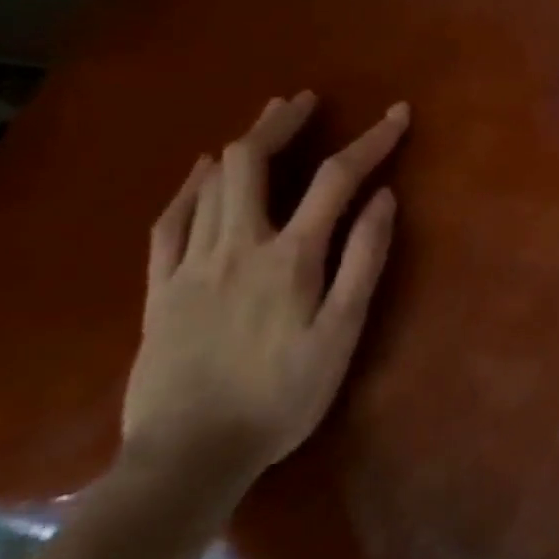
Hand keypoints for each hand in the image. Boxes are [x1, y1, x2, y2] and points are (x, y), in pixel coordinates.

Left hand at [122, 92, 407, 483]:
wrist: (188, 458)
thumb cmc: (281, 397)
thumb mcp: (341, 334)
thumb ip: (364, 261)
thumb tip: (384, 198)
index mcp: (291, 256)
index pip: (337, 179)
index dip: (371, 140)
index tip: (398, 113)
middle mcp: (238, 245)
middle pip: (253, 162)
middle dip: (282, 122)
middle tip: (306, 100)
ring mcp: (192, 264)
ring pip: (212, 183)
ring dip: (242, 143)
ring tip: (266, 119)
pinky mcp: (160, 289)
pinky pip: (170, 222)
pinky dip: (189, 187)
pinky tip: (201, 172)